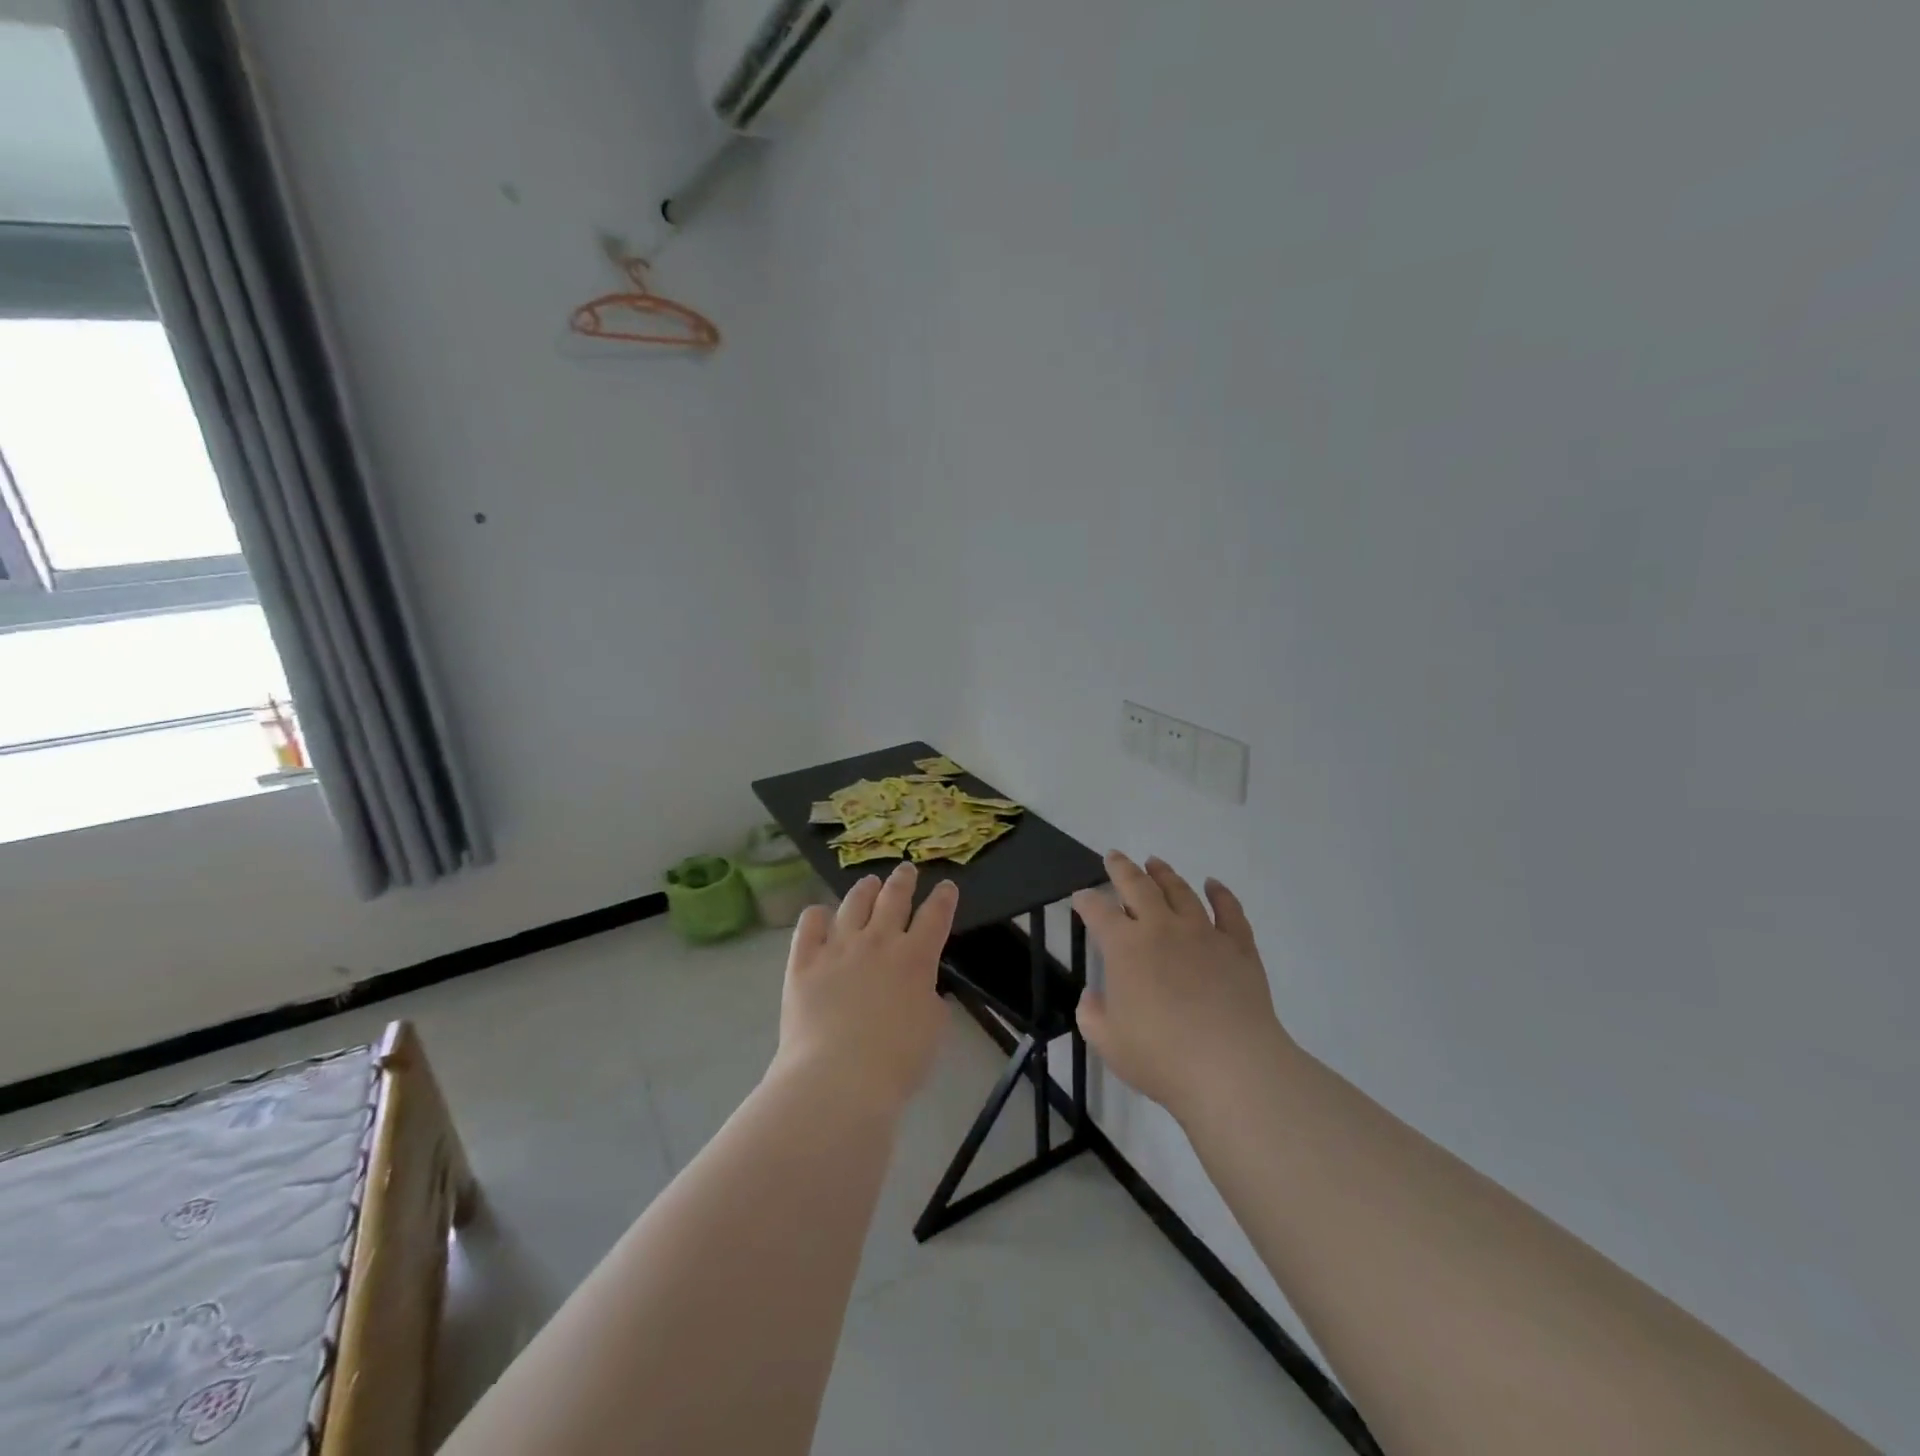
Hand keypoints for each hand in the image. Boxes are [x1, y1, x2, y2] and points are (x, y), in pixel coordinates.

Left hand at [772, 862, 956, 1115]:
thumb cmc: (896, 1063)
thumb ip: (929, 999)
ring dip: (865, 889)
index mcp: (915, 958)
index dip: (943, 898)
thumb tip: (920, 988)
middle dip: (903, 880)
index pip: (935, 916)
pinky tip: (820, 914)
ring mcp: (838, 948)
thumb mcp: (932, 1030)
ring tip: (869, 882)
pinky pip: (809, 925)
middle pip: (894, 898)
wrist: (837, 1078)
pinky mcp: (804, 962)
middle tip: (907, 870)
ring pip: (853, 903)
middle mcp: (878, 942)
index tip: (946, 886)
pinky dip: (817, 915)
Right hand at [1073, 853, 1293, 1121]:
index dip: (1086, 901)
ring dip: (1164, 874)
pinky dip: (1220, 894)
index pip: (1098, 911)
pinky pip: (1229, 911)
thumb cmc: (1161, 1057)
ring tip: (1155, 863)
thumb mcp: (1108, 1042)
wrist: (1231, 1067)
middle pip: (1138, 886)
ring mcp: (1203, 934)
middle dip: (1122, 869)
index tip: (1080, 897)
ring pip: (1180, 891)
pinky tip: (1213, 885)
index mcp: (1125, 947)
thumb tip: (1092, 996)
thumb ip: (1092, 1015)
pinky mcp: (1239, 947)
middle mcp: (1161, 928)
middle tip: (1114, 856)